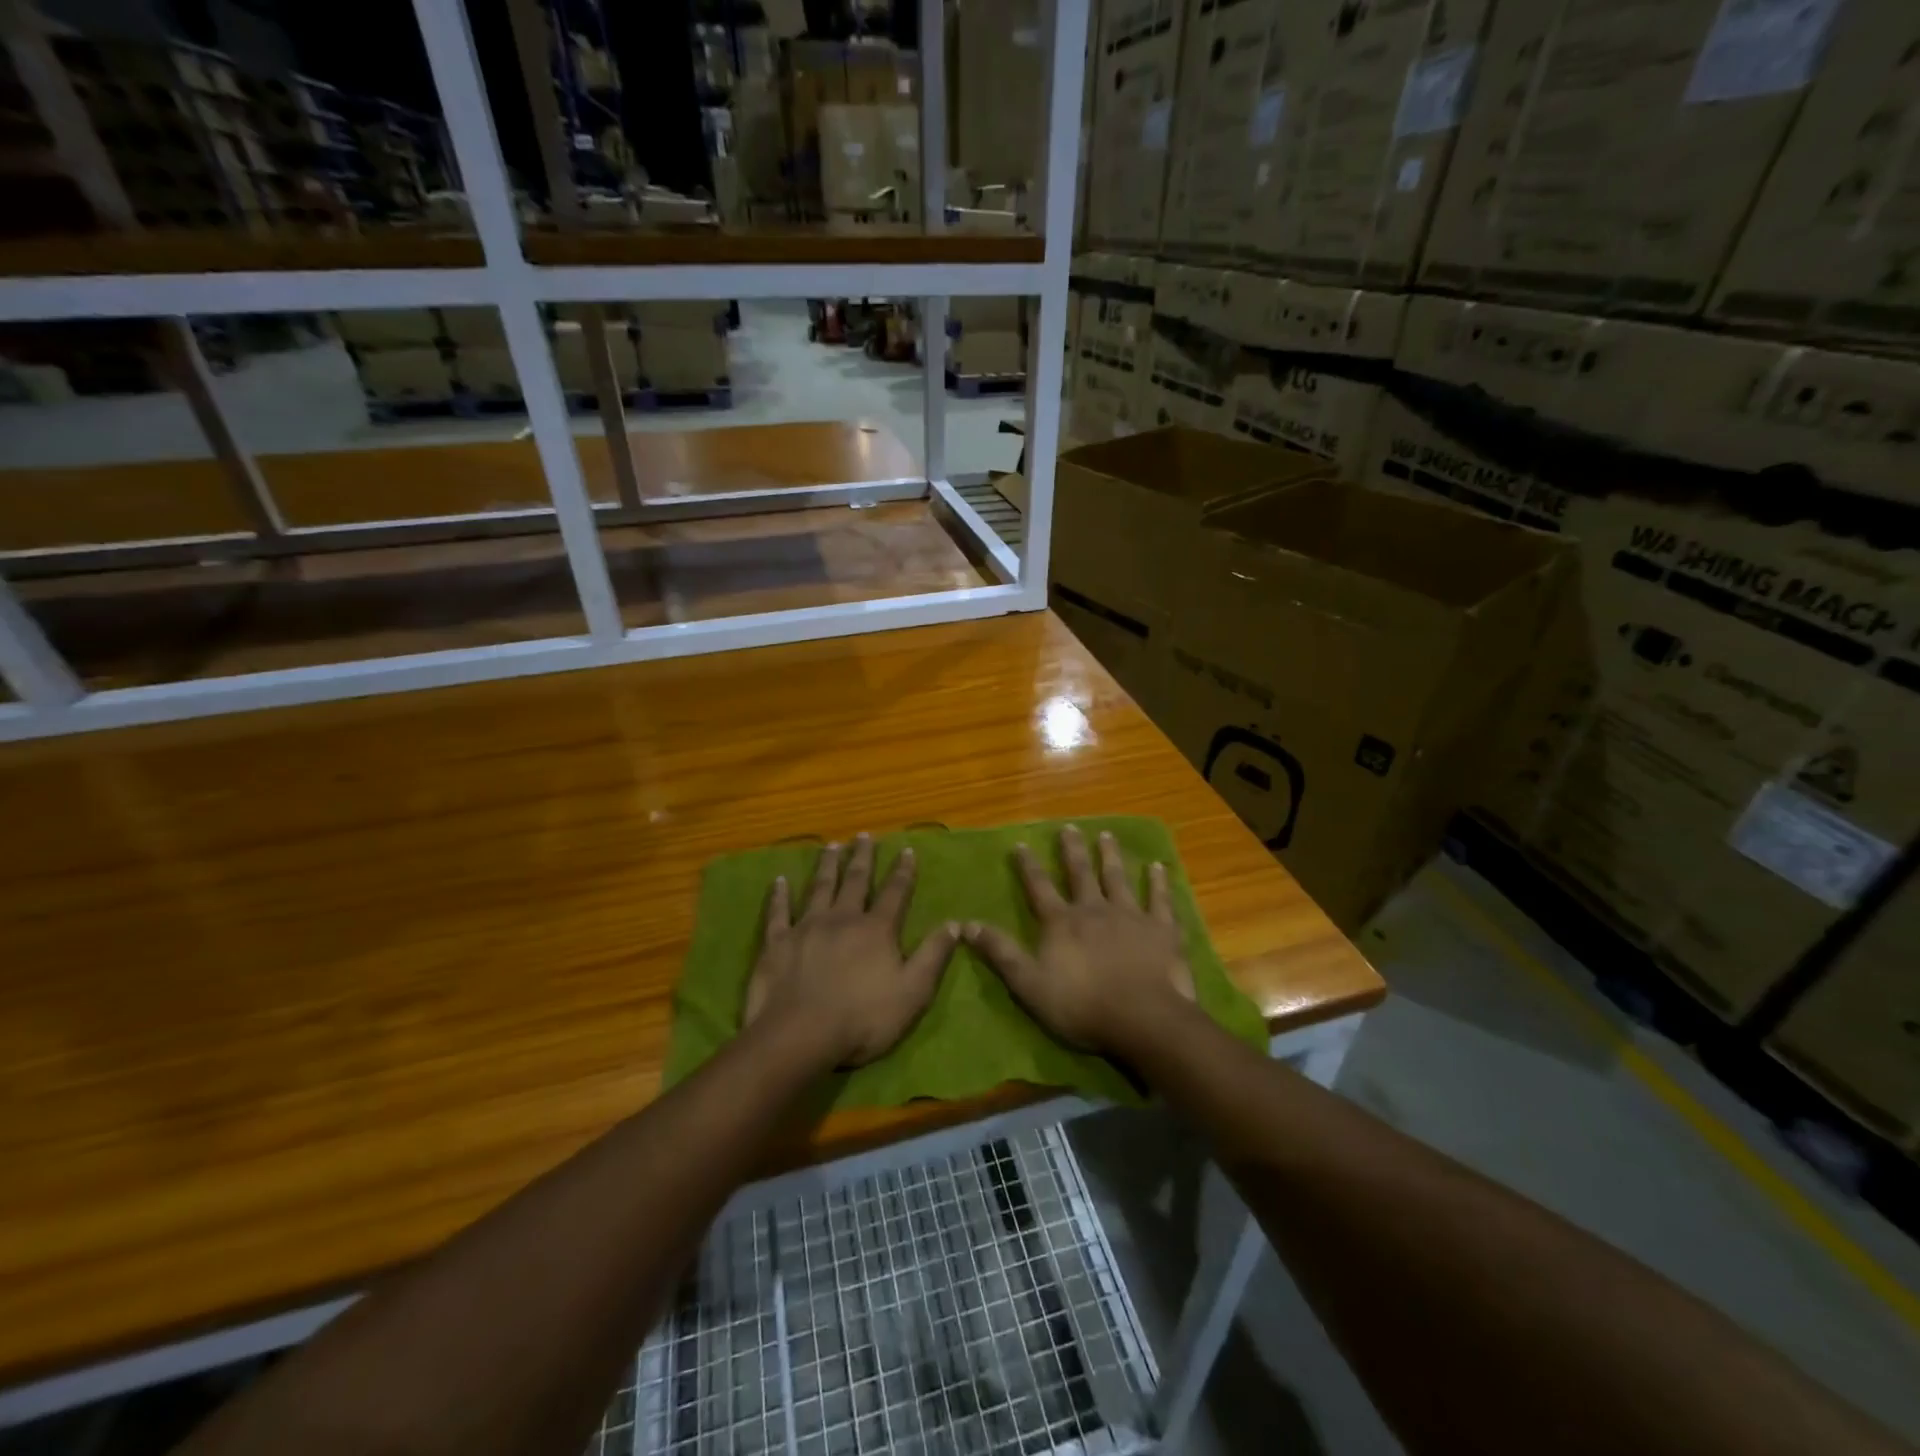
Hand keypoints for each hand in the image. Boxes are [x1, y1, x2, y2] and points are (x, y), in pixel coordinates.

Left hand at [744, 833, 960, 1067]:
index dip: (903, 871)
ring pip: (819, 888)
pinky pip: (778, 912)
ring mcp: (807, 927)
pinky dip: (779, 895)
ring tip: (831, 846)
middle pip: (855, 881)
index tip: (906, 850)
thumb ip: (933, 955)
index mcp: (876, 930)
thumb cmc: (863, 1018)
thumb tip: (955, 923)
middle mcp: (843, 918)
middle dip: (862, 858)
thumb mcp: (913, 992)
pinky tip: (779, 880)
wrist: (800, 1035)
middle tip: (863, 836)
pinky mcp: (777, 942)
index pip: (895, 893)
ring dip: (826, 866)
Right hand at [965, 825, 1194, 1057]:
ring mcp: (1130, 916)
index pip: (1039, 888)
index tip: (1021, 844)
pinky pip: (1159, 899)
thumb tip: (966, 924)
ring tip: (1106, 835)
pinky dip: (1158, 882)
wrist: (1142, 1018)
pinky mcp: (1161, 929)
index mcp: (1061, 923)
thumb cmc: (1081, 1005)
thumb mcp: (1029, 984)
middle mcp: (1094, 909)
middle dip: (1072, 850)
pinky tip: (1158, 867)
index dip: (1028, 866)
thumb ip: (1000, 952)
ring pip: (1118, 878)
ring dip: (1111, 856)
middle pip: (1081, 873)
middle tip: (1069, 827)